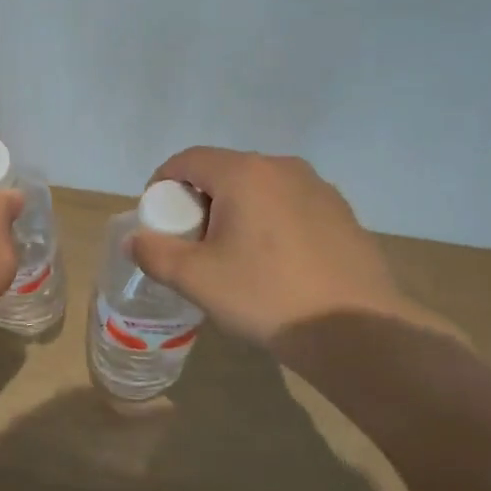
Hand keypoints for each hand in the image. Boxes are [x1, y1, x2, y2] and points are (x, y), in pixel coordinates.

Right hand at [130, 147, 457, 347]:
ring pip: (258, 188)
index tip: (156, 219)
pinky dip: (268, 222)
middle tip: (191, 242)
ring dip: (234, 211)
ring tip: (232, 255)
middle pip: (223, 171)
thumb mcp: (196, 279)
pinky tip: (273, 263)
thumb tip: (134, 239)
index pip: (187, 160)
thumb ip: (155, 253)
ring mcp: (318, 188)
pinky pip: (288, 205)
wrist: (356, 330)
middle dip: (198, 200)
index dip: (162, 184)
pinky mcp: (341, 213)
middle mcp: (282, 168)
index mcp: (244, 174)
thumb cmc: (266, 296)